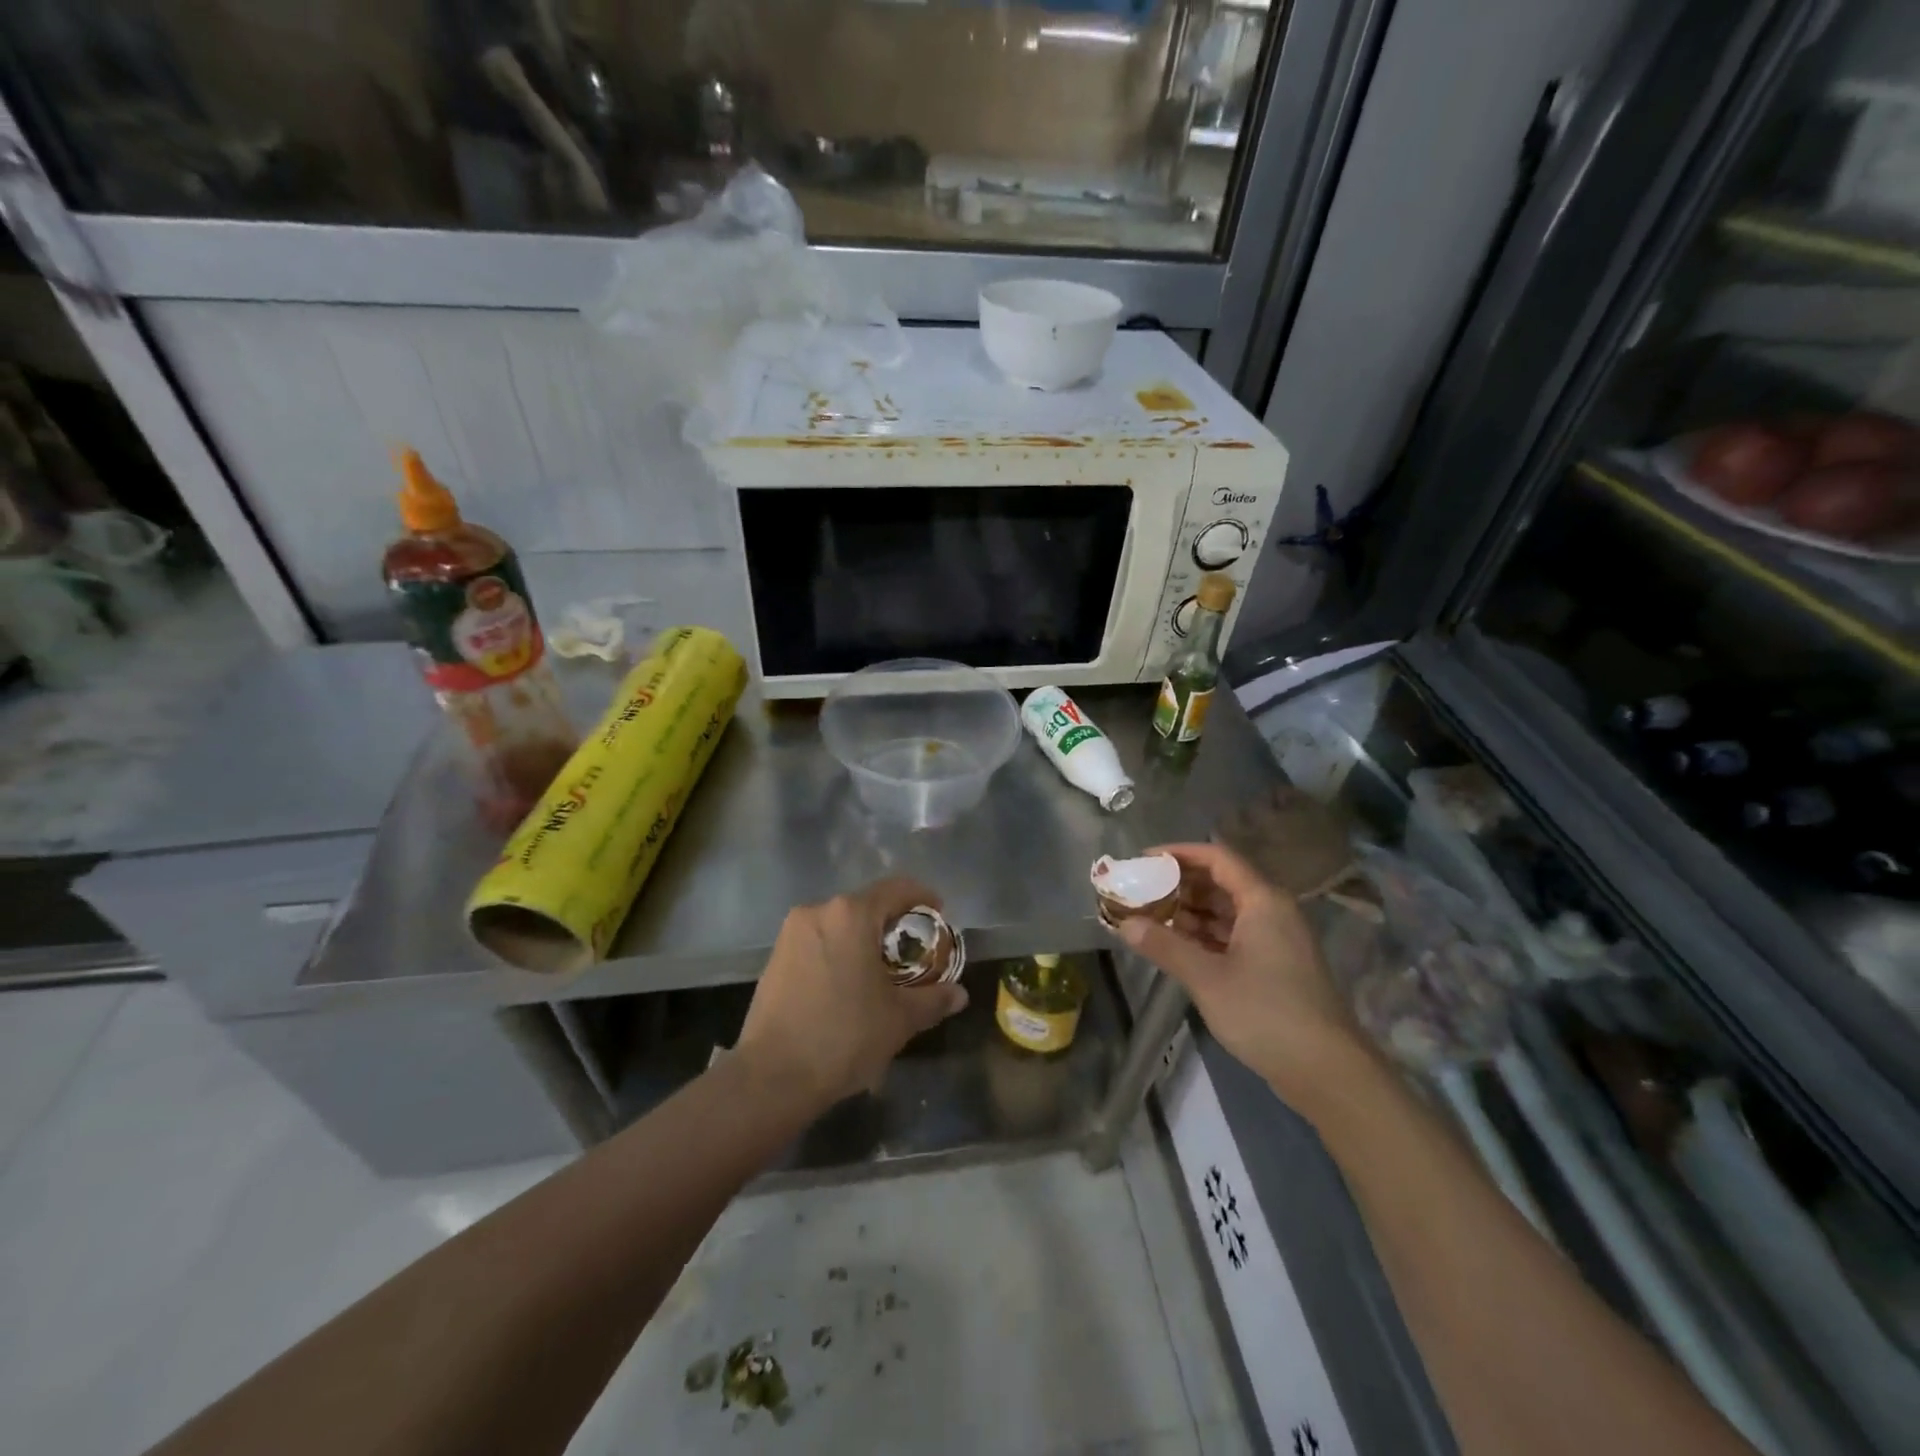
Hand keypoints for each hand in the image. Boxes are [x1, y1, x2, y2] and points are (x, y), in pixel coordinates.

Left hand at [735, 877, 968, 1110]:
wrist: (771, 1077)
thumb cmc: (843, 1036)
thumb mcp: (899, 1019)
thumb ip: (933, 999)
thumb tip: (959, 994)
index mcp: (851, 915)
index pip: (897, 888)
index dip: (923, 898)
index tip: (939, 916)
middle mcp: (818, 912)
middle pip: (867, 905)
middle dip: (893, 925)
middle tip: (913, 953)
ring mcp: (791, 934)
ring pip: (840, 925)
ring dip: (864, 940)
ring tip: (881, 974)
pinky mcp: (775, 957)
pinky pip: (818, 942)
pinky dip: (839, 953)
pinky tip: (847, 987)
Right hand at [1115, 842, 1367, 1114]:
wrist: (1327, 1072)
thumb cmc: (1266, 1013)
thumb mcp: (1207, 978)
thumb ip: (1164, 946)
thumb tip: (1124, 924)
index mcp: (1262, 901)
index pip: (1217, 857)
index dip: (1179, 853)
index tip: (1143, 860)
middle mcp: (1272, 911)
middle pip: (1221, 882)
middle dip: (1179, 884)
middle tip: (1140, 891)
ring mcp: (1276, 940)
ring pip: (1226, 911)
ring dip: (1190, 911)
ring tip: (1150, 917)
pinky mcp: (1275, 966)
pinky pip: (1234, 935)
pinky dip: (1205, 935)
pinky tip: (1177, 945)